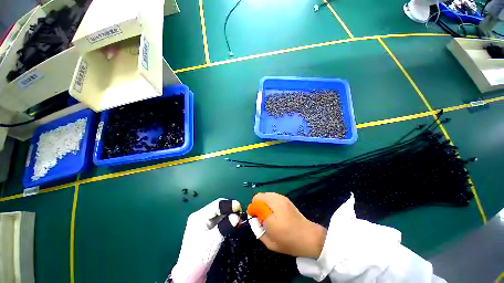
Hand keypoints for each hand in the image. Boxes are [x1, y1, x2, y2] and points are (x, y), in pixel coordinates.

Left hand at [171, 198, 241, 282]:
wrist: (190, 274)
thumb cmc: (199, 256)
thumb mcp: (213, 241)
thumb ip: (225, 226)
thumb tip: (237, 216)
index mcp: (199, 216)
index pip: (216, 205)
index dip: (228, 204)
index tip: (239, 207)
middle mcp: (201, 216)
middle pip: (218, 208)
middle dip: (230, 210)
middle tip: (240, 214)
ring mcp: (203, 222)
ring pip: (219, 213)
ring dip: (229, 215)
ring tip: (238, 219)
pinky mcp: (206, 228)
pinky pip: (219, 220)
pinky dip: (226, 220)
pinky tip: (232, 223)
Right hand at [251, 193, 326, 258]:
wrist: (309, 238)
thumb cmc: (289, 241)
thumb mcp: (270, 240)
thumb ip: (258, 228)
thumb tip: (254, 217)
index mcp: (273, 207)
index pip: (256, 200)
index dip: (252, 209)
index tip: (255, 220)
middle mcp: (277, 198)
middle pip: (260, 196)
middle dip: (258, 206)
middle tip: (261, 219)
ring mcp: (282, 198)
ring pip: (266, 195)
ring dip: (263, 204)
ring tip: (268, 217)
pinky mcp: (286, 200)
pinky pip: (272, 197)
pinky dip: (270, 204)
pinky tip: (275, 214)